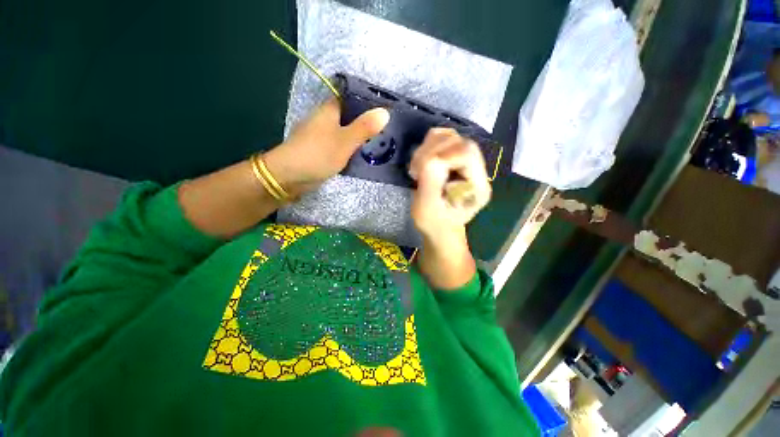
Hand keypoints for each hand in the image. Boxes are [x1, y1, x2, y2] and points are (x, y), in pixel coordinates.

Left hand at [264, 98, 389, 194]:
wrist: (290, 176)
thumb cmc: (318, 154)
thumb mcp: (345, 141)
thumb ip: (364, 127)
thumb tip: (385, 112)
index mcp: (329, 110)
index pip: (350, 97)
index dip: (367, 100)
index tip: (385, 107)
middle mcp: (324, 119)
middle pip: (349, 114)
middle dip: (366, 120)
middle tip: (387, 127)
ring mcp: (321, 135)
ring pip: (345, 130)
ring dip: (359, 134)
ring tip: (380, 139)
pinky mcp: (321, 149)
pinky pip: (340, 143)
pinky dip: (351, 146)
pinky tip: (362, 152)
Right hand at [409, 128, 491, 241]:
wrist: (441, 227)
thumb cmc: (433, 222)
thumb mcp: (427, 207)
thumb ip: (430, 181)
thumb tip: (430, 157)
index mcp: (478, 187)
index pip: (466, 154)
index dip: (441, 156)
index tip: (421, 172)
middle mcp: (479, 172)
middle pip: (460, 142)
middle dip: (432, 151)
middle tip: (416, 170)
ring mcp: (469, 164)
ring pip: (451, 137)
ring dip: (428, 148)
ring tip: (418, 168)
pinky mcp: (458, 160)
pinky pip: (444, 140)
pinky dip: (428, 146)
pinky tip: (422, 163)